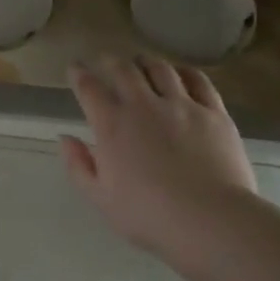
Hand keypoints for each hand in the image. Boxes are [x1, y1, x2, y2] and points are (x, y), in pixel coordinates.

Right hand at [62, 55, 259, 268]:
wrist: (209, 220)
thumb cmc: (148, 215)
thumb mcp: (100, 199)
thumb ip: (79, 166)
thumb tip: (66, 138)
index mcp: (111, 125)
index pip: (88, 88)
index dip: (79, 73)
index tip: (75, 68)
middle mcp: (143, 105)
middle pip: (123, 69)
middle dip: (110, 61)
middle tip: (106, 60)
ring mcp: (181, 105)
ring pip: (160, 69)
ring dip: (146, 62)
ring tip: (142, 63)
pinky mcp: (213, 112)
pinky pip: (199, 81)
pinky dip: (185, 72)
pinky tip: (181, 74)